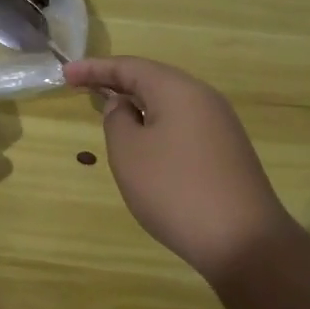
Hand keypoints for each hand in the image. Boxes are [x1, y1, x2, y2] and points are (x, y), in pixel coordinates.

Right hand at [64, 56, 291, 283]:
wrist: (244, 242)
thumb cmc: (175, 189)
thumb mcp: (129, 152)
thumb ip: (117, 119)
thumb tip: (124, 105)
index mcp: (178, 90)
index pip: (129, 66)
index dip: (95, 69)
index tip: (65, 74)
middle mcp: (203, 98)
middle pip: (152, 79)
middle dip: (116, 81)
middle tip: (83, 87)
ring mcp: (220, 125)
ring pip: (169, 102)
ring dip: (137, 103)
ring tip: (109, 110)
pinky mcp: (227, 151)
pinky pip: (183, 123)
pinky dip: (156, 122)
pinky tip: (144, 140)